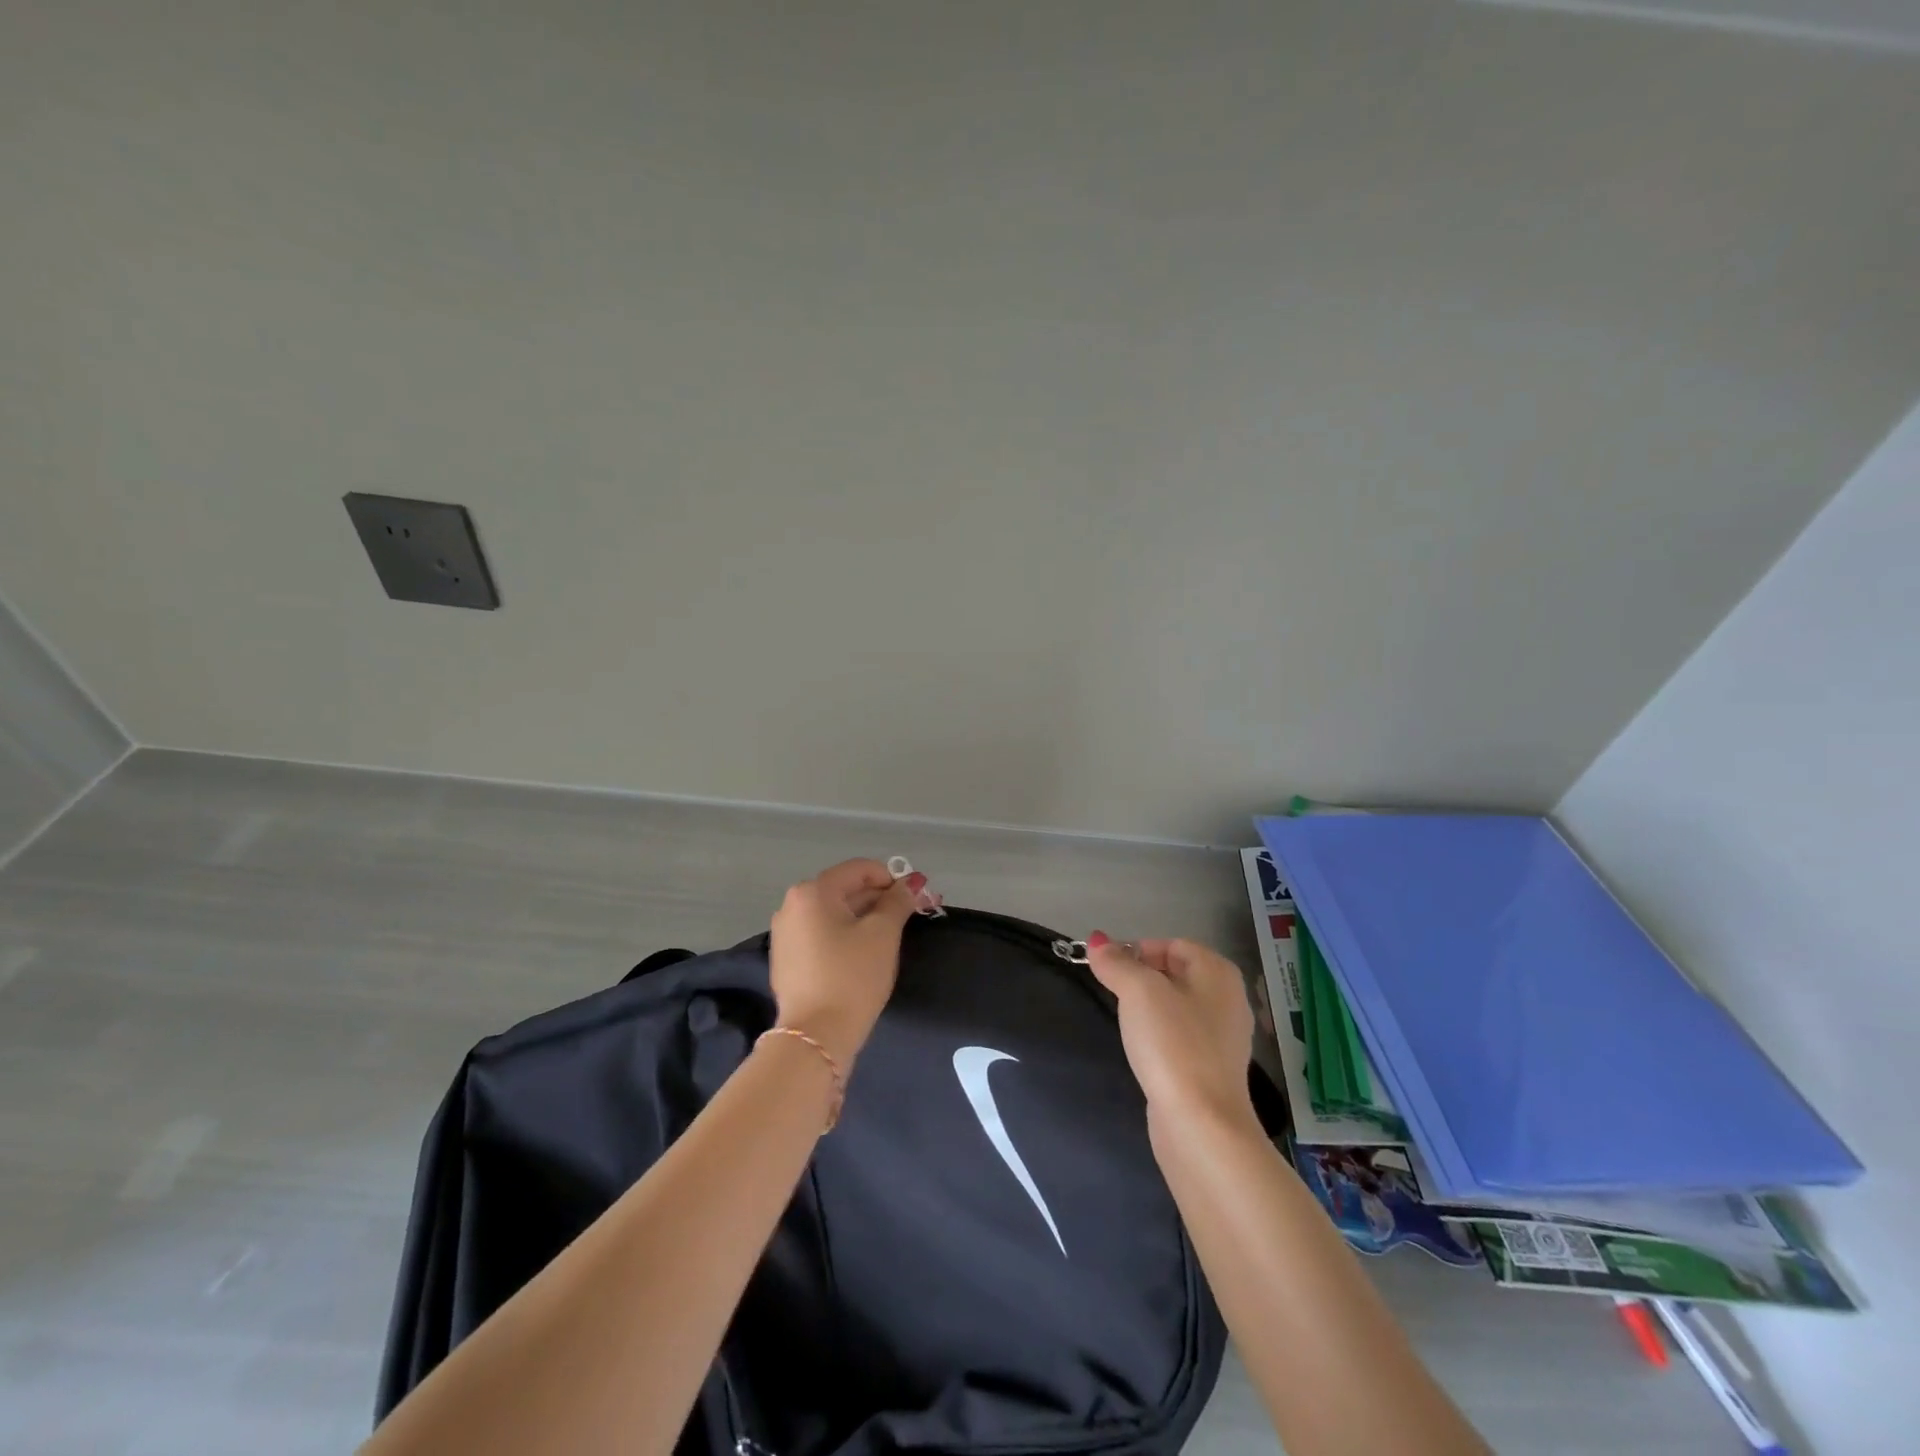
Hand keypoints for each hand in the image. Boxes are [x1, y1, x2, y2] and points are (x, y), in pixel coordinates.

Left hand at [768, 859, 918, 1066]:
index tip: (917, 899)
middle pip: (846, 890)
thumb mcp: (883, 934)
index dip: (893, 879)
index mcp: (812, 892)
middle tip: (914, 916)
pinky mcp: (787, 960)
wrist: (816, 1038)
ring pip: (835, 914)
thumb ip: (898, 901)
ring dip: (866, 918)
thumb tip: (913, 882)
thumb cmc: (852, 977)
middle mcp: (792, 906)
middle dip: (881, 900)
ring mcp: (786, 934)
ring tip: (893, 936)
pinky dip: (846, 936)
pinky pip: (822, 935)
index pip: (860, 870)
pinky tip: (866, 954)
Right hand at [1085, 933, 1256, 1131]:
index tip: (1109, 969)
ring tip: (1125, 1021)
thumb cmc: (1172, 1044)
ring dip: (1150, 1008)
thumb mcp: (1138, 991)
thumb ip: (1116, 962)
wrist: (1201, 1124)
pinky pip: (1182, 1037)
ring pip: (1178, 1006)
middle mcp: (1228, 999)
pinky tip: (1144, 1050)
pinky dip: (1161, 1036)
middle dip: (1142, 977)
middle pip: (1176, 973)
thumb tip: (1097, 940)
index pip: (1172, 944)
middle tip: (1114, 992)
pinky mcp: (1214, 1069)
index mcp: (1218, 972)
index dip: (1138, 949)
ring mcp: (1224, 1037)